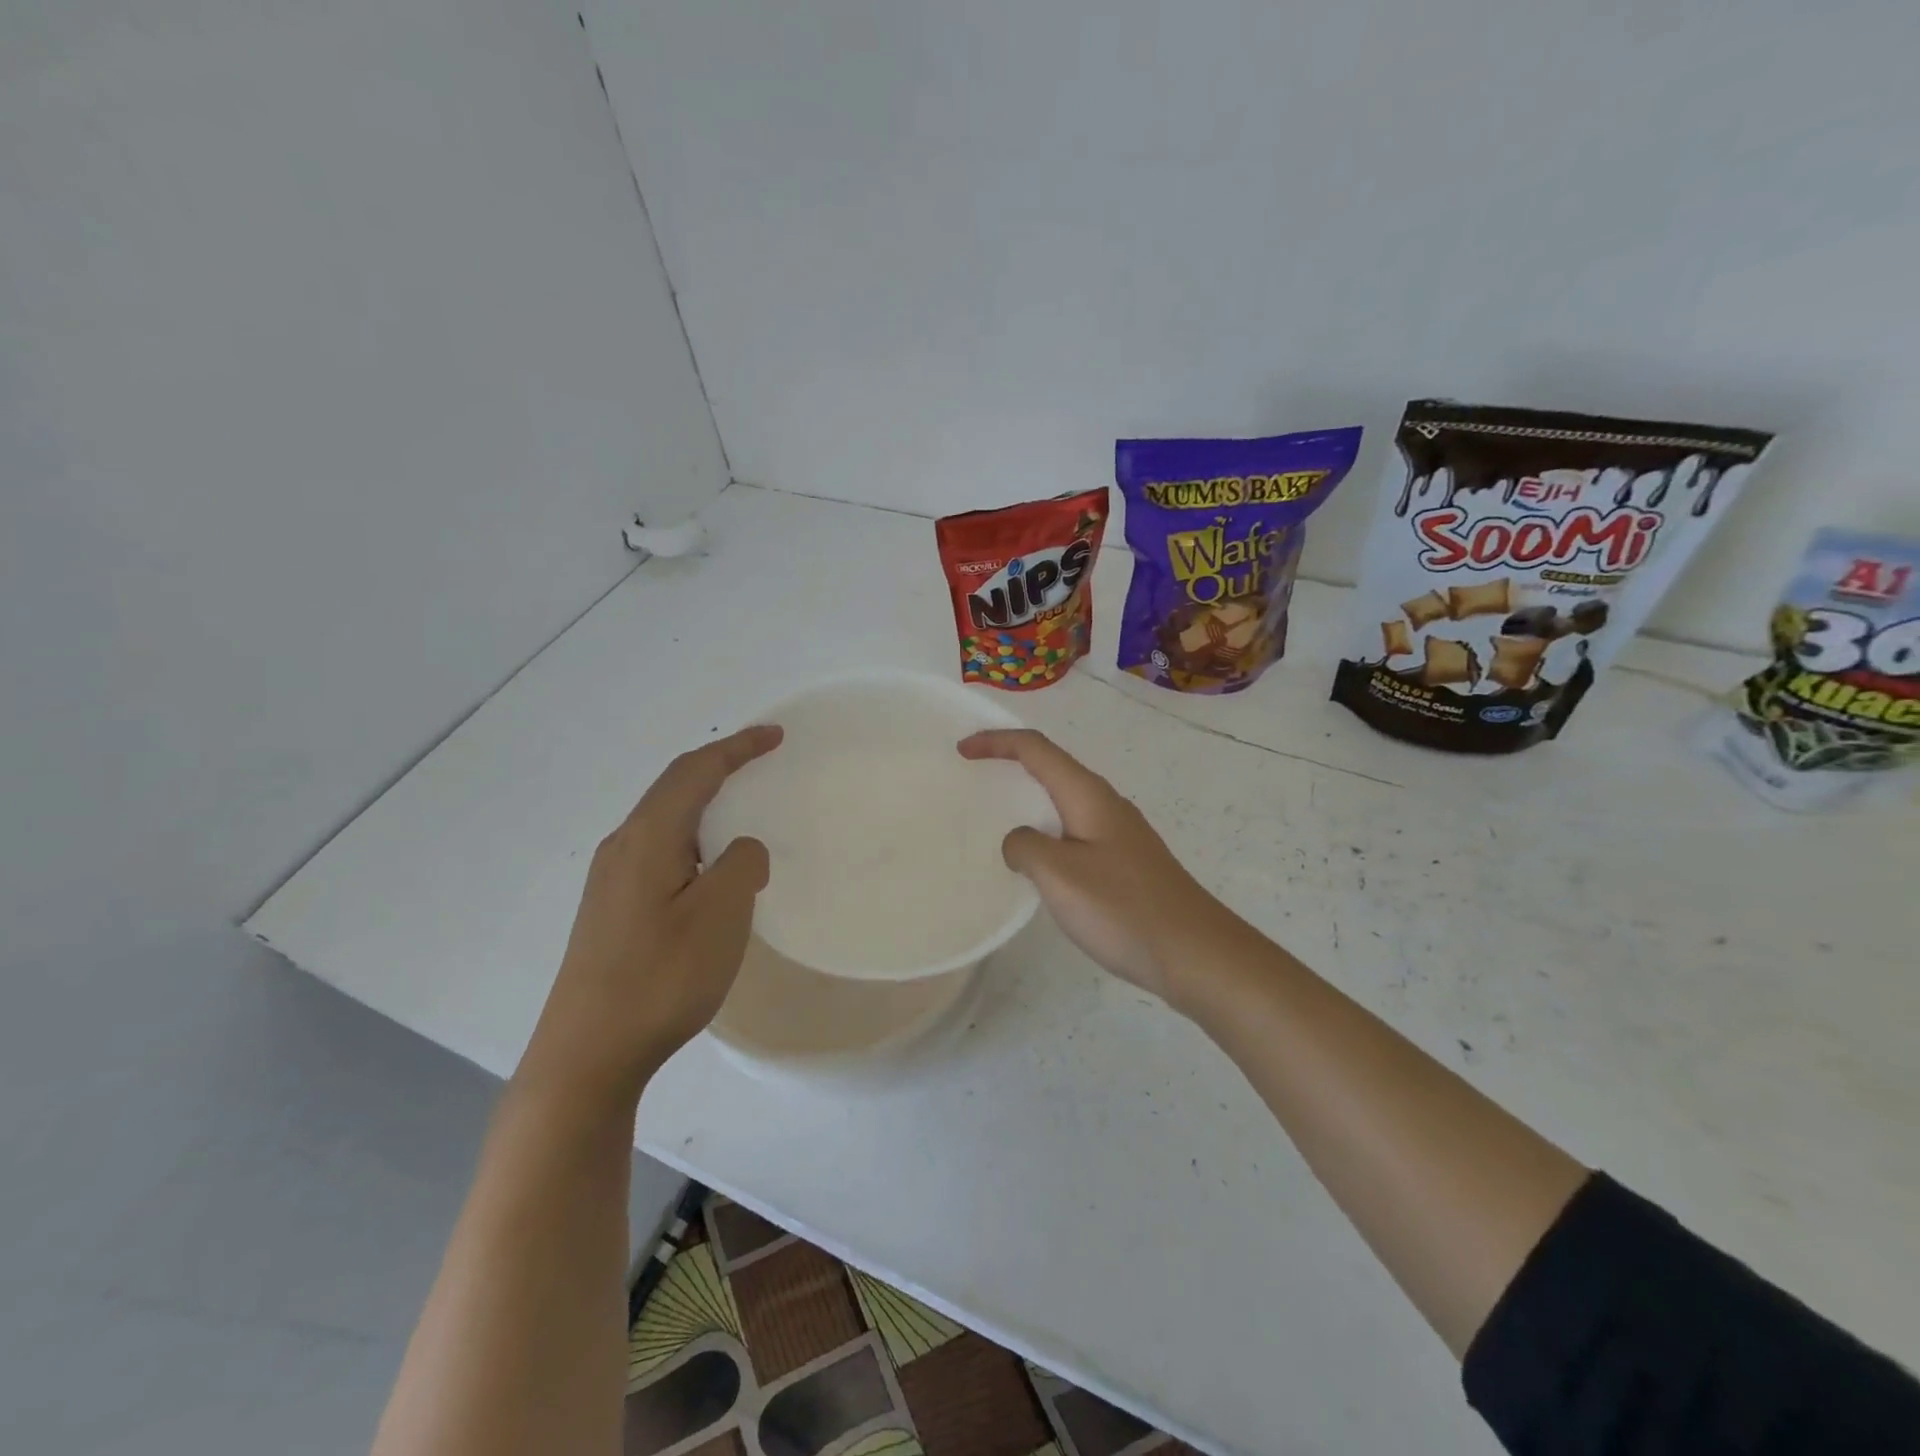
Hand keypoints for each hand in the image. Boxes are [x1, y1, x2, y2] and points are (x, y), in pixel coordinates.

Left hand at [518, 725, 782, 1108]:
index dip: (737, 748)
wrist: (586, 1054)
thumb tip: (742, 850)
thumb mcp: (720, 914)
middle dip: (718, 767)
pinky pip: (657, 850)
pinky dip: (691, 836)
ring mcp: (610, 880)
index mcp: (648, 837)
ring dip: (703, 802)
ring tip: (739, 808)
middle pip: (673, 788)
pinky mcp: (609, 910)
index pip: (695, 771)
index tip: (775, 736)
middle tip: (759, 762)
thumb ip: (742, 865)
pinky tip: (706, 867)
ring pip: (663, 820)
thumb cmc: (660, 977)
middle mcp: (622, 847)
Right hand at [957, 729, 1229, 1008]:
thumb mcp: (1060, 875)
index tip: (962, 751)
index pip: (1036, 749)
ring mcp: (1120, 833)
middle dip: (1011, 762)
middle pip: (1052, 766)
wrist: (1195, 953)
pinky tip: (1039, 861)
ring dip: (1030, 798)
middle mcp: (1106, 803)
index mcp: (1088, 795)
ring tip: (999, 816)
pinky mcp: (1126, 861)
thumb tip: (1020, 841)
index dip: (996, 742)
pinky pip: (1075, 830)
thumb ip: (1026, 847)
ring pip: (1065, 800)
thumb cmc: (1123, 908)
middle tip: (975, 776)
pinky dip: (1047, 830)